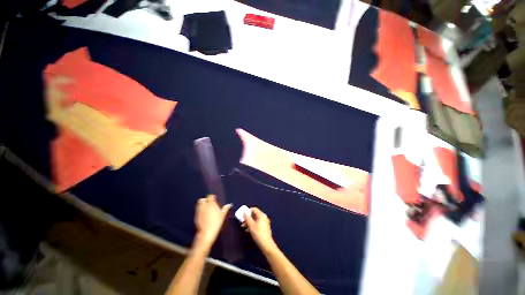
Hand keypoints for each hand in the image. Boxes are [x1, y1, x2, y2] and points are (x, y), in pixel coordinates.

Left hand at [194, 195, 231, 248]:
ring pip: (199, 203)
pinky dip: (200, 209)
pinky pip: (197, 209)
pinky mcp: (196, 215)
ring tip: (206, 207)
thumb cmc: (216, 223)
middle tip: (210, 203)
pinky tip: (203, 213)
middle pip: (203, 199)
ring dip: (202, 203)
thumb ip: (225, 209)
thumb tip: (229, 205)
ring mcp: (199, 211)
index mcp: (211, 204)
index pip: (210, 196)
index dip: (212, 197)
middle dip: (206, 199)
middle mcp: (204, 206)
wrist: (207, 232)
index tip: (215, 199)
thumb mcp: (222, 216)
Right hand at [242, 207, 277, 253]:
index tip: (243, 215)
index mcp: (261, 215)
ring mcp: (265, 222)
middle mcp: (264, 217)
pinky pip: (257, 224)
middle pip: (254, 214)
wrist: (266, 244)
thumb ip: (247, 218)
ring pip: (255, 220)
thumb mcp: (251, 226)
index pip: (254, 209)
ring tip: (243, 227)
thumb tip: (245, 213)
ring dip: (249, 222)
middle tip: (242, 222)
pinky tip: (248, 231)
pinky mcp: (265, 228)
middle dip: (248, 218)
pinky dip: (252, 225)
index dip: (248, 211)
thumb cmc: (258, 234)